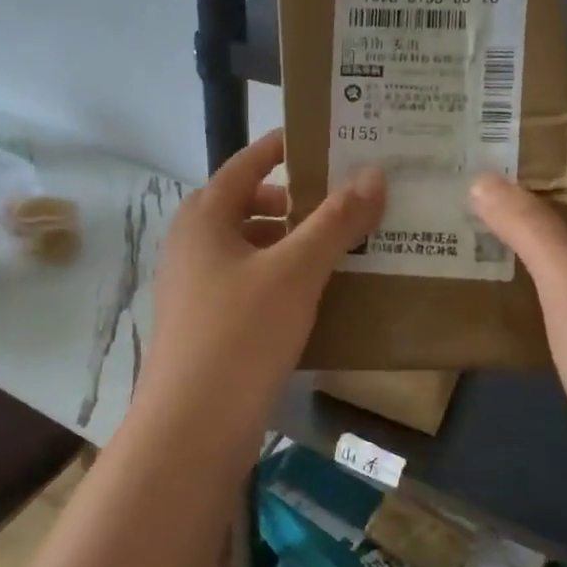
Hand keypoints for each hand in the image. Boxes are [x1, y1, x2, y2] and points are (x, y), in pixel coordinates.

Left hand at [136, 130, 384, 453]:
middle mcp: (193, 244)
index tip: (326, 140)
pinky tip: (316, 294)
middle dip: (295, 201)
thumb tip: (374, 174)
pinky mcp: (206, 324)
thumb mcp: (295, 271)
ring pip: (250, 248)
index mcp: (204, 217)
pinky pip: (248, 284)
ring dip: (291, 243)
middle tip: (345, 201)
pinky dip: (280, 278)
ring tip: (341, 247)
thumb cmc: (240, 333)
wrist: (192, 426)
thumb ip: (334, 222)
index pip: (246, 163)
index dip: (283, 147)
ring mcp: (195, 286)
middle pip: (248, 205)